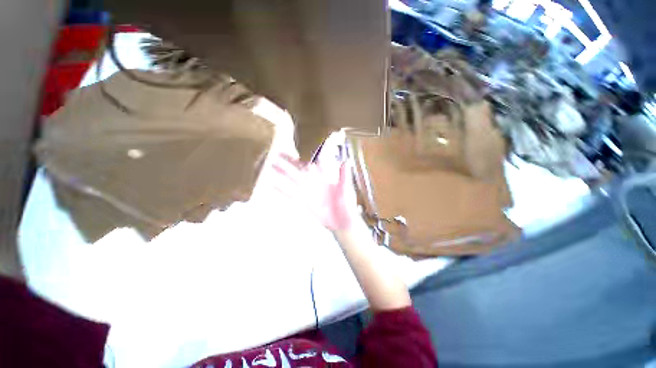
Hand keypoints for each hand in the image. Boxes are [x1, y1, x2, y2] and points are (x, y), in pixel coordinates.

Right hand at [271, 153, 359, 231]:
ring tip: (271, 166)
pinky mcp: (304, 201)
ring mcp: (308, 191)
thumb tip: (345, 161)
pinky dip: (283, 189)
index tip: (299, 145)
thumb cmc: (346, 204)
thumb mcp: (345, 189)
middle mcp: (314, 181)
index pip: (314, 162)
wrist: (341, 222)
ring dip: (283, 173)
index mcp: (324, 176)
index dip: (307, 154)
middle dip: (289, 161)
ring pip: (293, 179)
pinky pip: (292, 194)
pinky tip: (273, 184)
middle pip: (299, 169)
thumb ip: (344, 177)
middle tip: (277, 153)